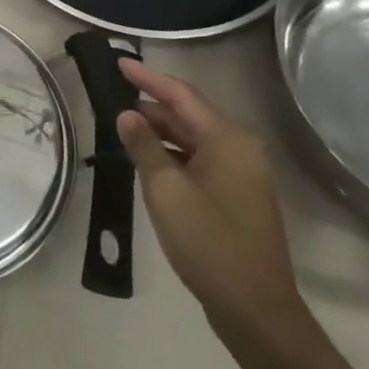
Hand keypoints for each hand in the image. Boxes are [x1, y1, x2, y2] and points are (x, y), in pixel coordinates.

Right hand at [115, 61, 311, 349]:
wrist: (254, 306)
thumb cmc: (208, 242)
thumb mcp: (165, 190)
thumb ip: (144, 147)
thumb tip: (127, 114)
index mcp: (228, 140)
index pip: (181, 95)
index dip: (148, 77)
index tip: (119, 62)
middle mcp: (240, 148)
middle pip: (190, 113)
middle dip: (152, 103)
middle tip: (114, 95)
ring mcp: (241, 173)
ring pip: (194, 137)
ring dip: (160, 129)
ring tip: (123, 124)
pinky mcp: (236, 194)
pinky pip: (200, 158)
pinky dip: (173, 152)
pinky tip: (148, 158)